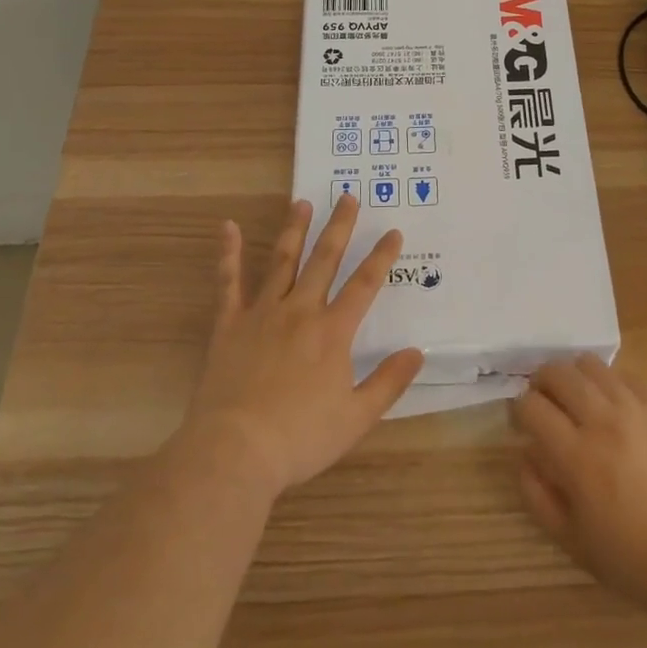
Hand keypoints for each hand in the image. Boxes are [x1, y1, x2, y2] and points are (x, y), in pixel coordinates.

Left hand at [180, 194, 423, 497]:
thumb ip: (388, 382)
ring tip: (302, 202)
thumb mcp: (356, 417)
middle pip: (324, 260)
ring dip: (294, 230)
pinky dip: (229, 253)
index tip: (393, 232)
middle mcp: (300, 311)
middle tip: (348, 196)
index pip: (365, 284)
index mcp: (333, 331)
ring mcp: (262, 313)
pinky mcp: (229, 324)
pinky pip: (229, 282)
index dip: (381, 256)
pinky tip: (228, 227)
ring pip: (282, 261)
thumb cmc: (300, 438)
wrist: (235, 451)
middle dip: (339, 227)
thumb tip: (418, 352)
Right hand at [512, 354, 646, 617]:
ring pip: (590, 365)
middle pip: (558, 373)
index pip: (531, 407)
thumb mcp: (572, 541)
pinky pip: (625, 376)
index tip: (522, 424)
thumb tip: (523, 454)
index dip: (518, 410)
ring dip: (574, 376)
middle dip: (541, 382)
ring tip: (576, 398)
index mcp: (576, 456)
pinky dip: (609, 382)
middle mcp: (602, 421)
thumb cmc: (634, 559)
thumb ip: (537, 495)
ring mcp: (635, 409)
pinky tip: (612, 405)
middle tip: (543, 403)